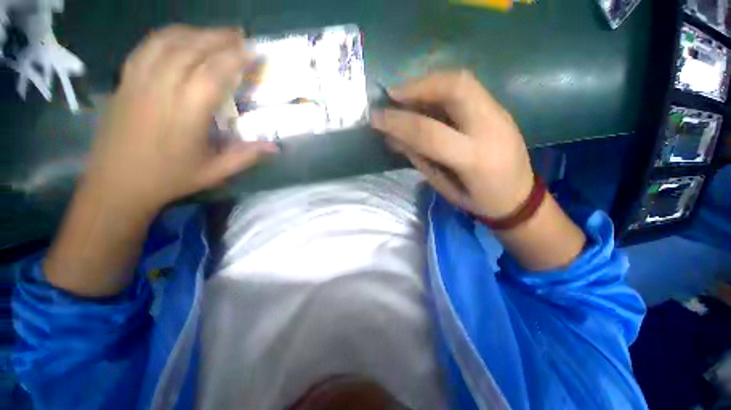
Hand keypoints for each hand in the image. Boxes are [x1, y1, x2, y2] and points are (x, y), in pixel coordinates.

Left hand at [85, 25, 276, 215]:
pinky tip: (181, 37)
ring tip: (214, 33)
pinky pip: (146, 47)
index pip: (212, 75)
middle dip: (218, 38)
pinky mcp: (125, 81)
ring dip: (195, 32)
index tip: (253, 51)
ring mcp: (138, 82)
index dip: (234, 59)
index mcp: (185, 115)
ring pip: (167, 42)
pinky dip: (168, 36)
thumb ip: (245, 157)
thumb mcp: (214, 173)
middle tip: (240, 36)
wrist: (116, 183)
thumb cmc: (169, 179)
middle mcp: (160, 90)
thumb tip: (274, 147)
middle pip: (190, 50)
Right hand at [372, 71, 533, 219]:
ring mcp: (499, 113)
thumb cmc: (478, 200)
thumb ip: (419, 159)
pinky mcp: (499, 109)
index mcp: (473, 158)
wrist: (520, 197)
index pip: (429, 132)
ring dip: (429, 83)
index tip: (376, 118)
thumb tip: (394, 138)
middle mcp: (490, 128)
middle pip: (455, 88)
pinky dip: (441, 88)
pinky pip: (467, 88)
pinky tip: (425, 98)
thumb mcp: (444, 187)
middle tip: (393, 95)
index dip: (399, 123)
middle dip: (418, 87)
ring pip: (462, 81)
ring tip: (405, 94)